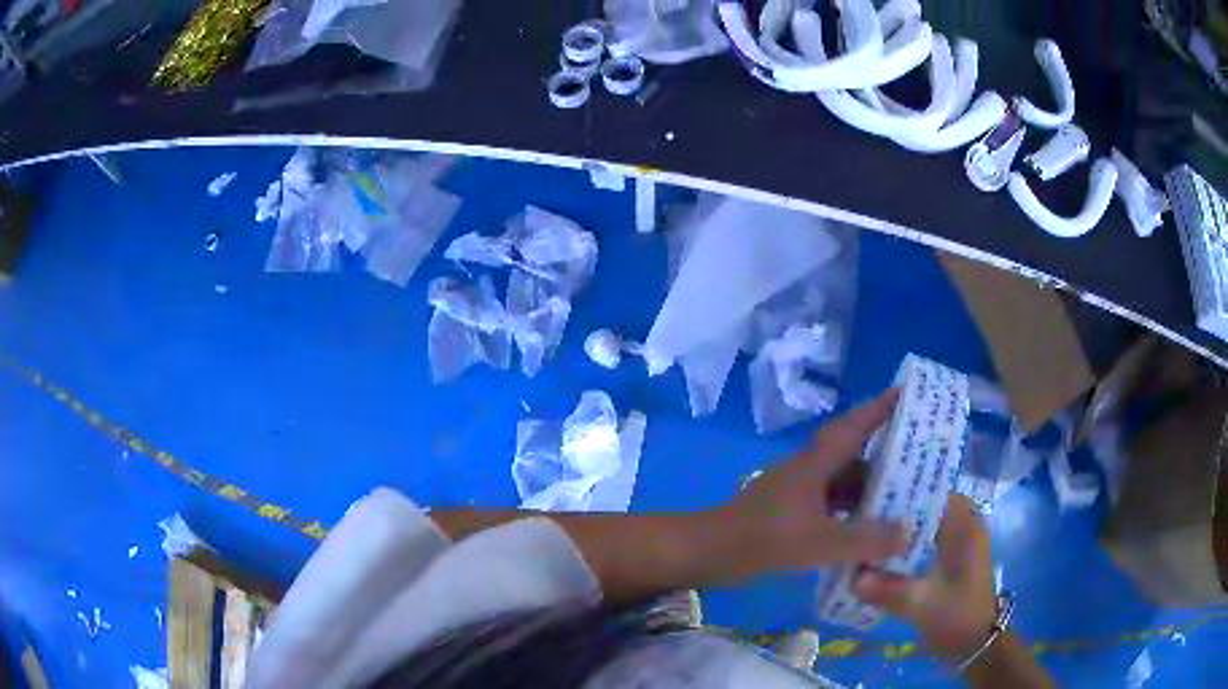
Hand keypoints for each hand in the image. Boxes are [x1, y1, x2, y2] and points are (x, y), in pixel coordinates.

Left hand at [717, 390, 906, 579]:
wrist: (710, 552)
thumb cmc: (766, 538)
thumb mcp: (821, 541)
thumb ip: (866, 539)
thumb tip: (908, 532)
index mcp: (815, 463)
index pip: (854, 426)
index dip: (880, 408)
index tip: (906, 392)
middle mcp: (808, 470)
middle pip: (852, 454)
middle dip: (885, 454)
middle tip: (920, 458)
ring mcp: (798, 492)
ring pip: (842, 483)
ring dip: (869, 488)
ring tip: (903, 497)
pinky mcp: (790, 513)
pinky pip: (831, 506)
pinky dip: (851, 513)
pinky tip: (867, 530)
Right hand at [853, 494, 997, 662]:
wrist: (975, 645)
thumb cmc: (958, 617)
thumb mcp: (923, 605)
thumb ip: (889, 589)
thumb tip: (852, 577)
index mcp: (965, 525)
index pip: (933, 491)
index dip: (902, 490)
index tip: (869, 496)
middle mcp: (962, 525)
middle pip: (924, 505)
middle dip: (894, 510)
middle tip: (859, 515)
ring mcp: (955, 542)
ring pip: (921, 523)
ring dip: (896, 528)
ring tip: (862, 532)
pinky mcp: (947, 558)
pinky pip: (921, 540)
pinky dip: (902, 545)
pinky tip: (877, 555)